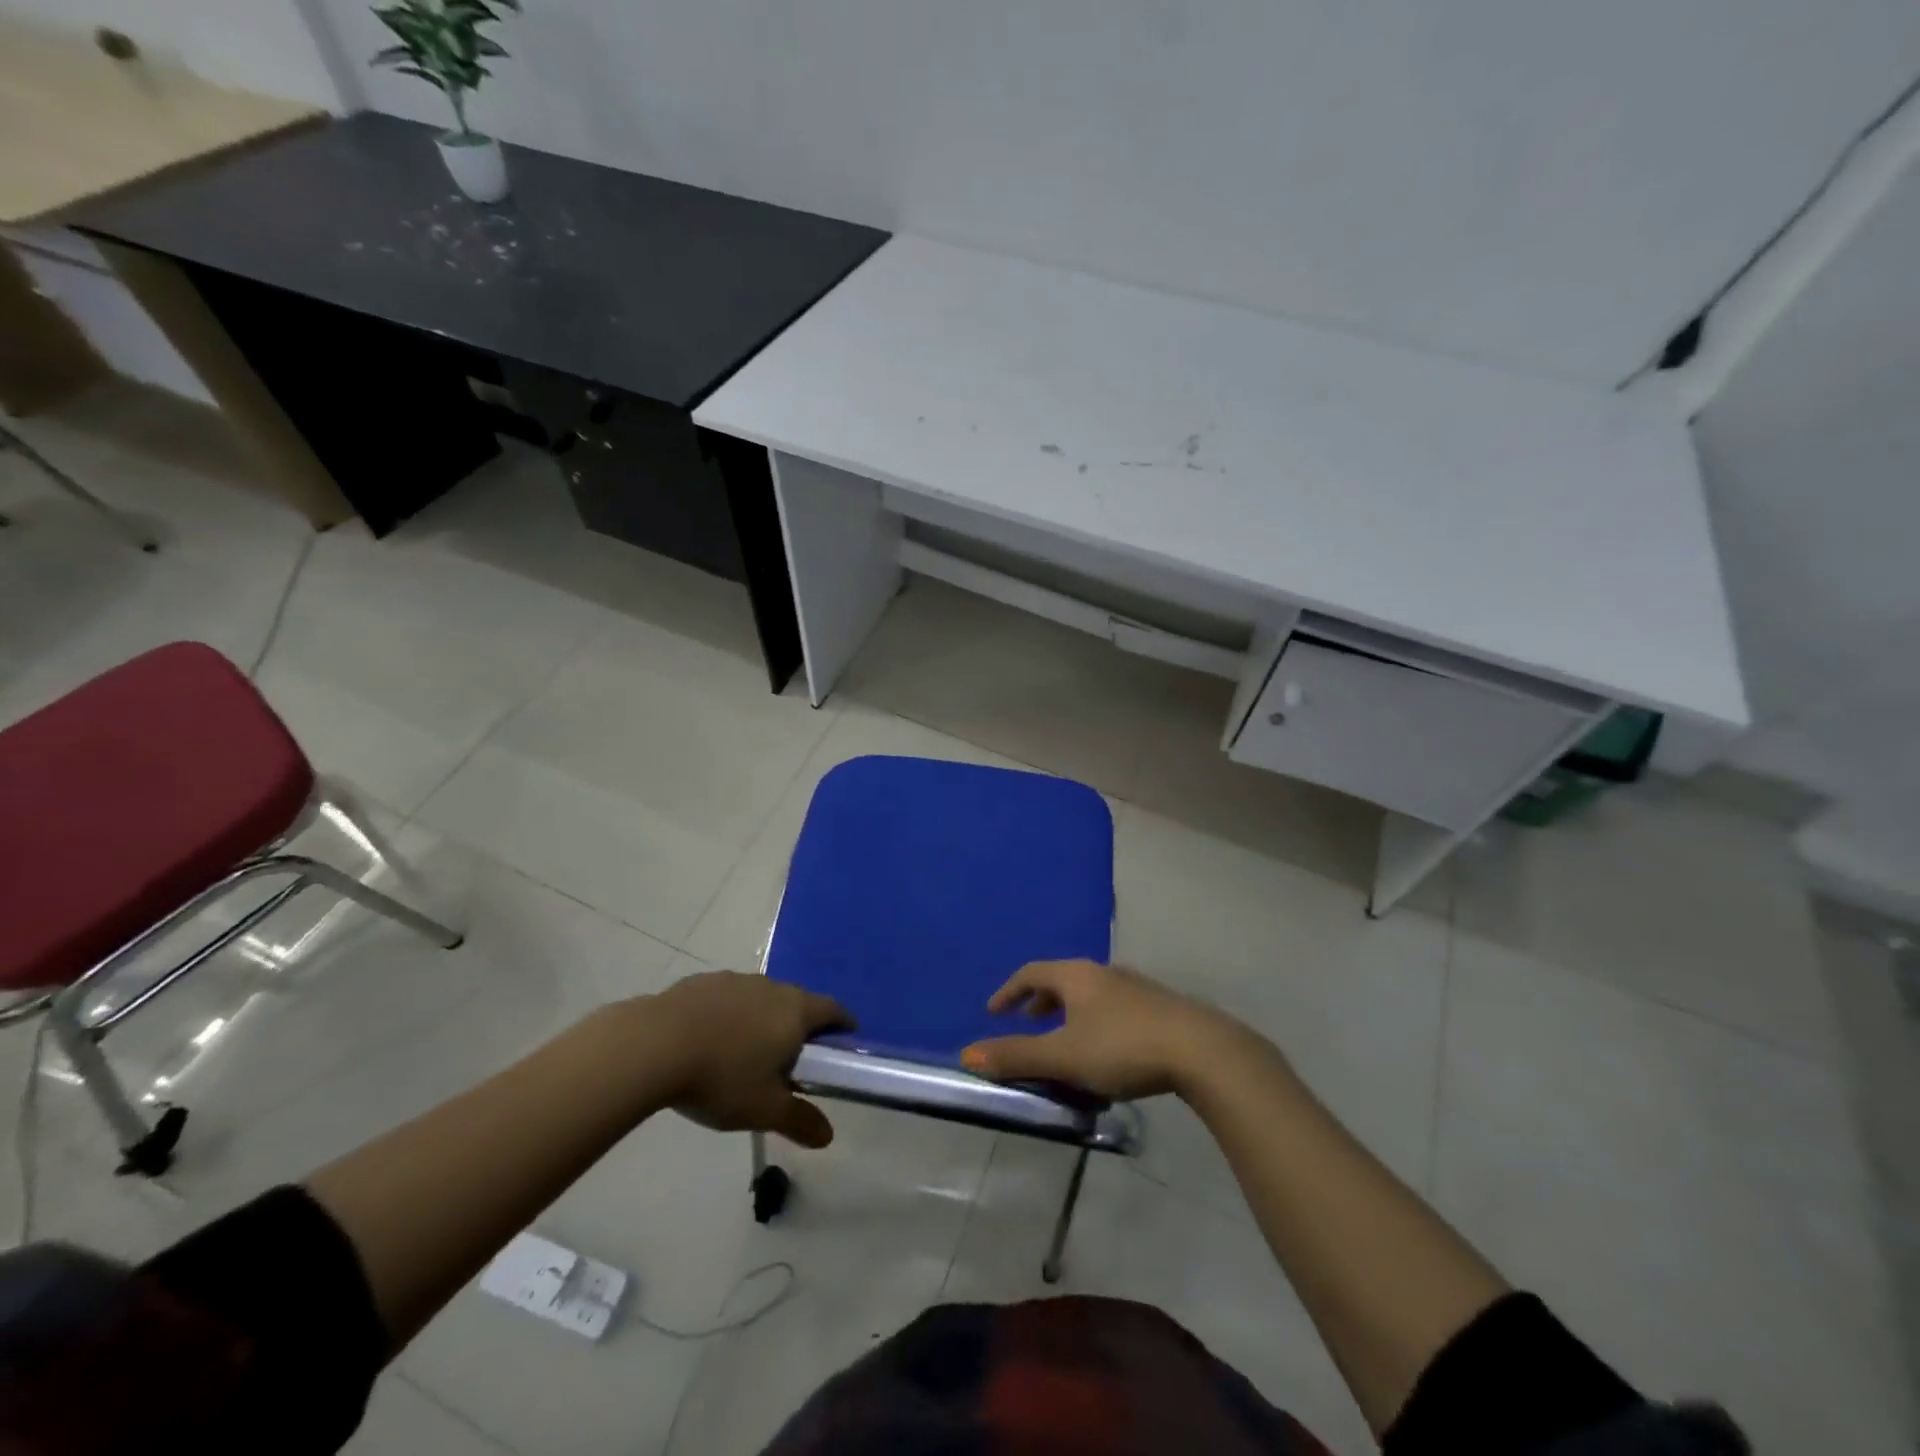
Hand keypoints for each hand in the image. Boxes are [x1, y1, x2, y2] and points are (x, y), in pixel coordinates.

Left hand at [650, 972, 853, 1148]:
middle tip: (790, 1059)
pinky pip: (727, 998)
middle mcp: (771, 987)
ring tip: (745, 1052)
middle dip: (799, 1026)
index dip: (842, 1025)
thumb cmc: (721, 1077)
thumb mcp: (763, 1110)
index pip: (832, 1010)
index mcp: (795, 1011)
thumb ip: (799, 1120)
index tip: (843, 1042)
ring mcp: (735, 980)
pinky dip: (728, 1015)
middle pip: (797, 1001)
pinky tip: (708, 1041)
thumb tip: (828, 1135)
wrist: (653, 1045)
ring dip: (761, 1019)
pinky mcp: (701, 982)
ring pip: (760, 998)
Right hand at [960, 960, 1241, 1098]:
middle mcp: (1104, 973)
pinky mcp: (1159, 1007)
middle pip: (1062, 979)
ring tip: (1064, 1040)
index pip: (1032, 972)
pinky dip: (1095, 1021)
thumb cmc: (1123, 1047)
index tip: (994, 1012)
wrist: (1201, 1050)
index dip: (1009, 991)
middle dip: (1040, 1001)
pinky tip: (1106, 1050)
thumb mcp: (1064, 1056)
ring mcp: (1135, 987)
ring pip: (1090, 994)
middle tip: (1026, 1023)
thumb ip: (1016, 1056)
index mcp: (1077, 976)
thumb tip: (967, 1054)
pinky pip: (1113, 1007)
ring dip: (1069, 1012)